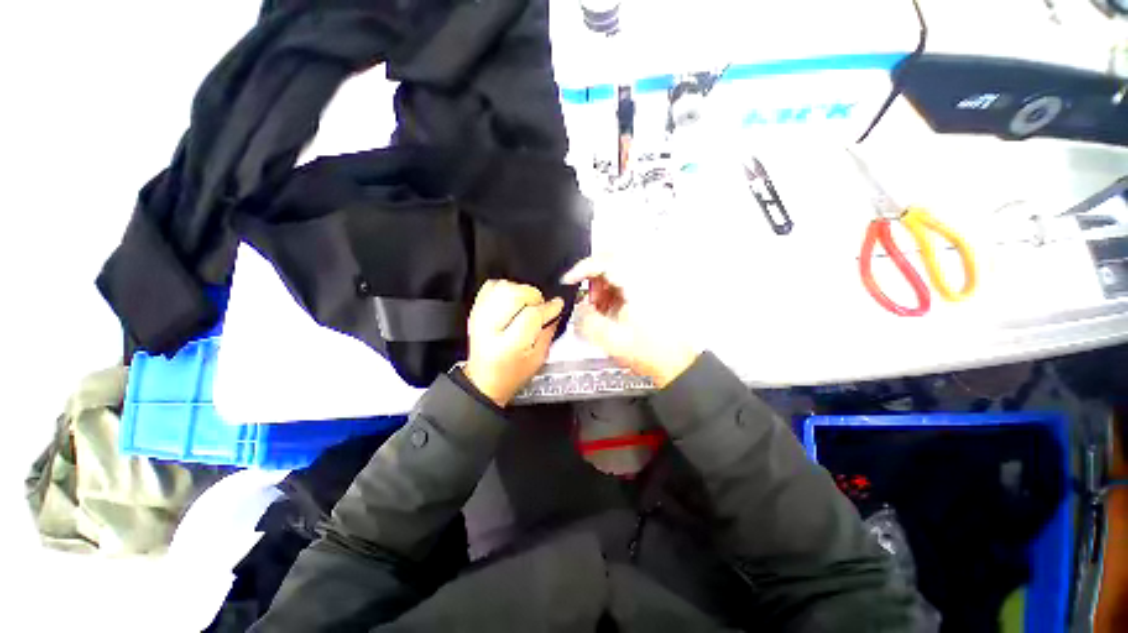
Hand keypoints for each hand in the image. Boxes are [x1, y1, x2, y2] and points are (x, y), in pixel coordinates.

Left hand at [464, 280, 563, 406]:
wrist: (484, 381)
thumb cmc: (511, 375)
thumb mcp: (537, 359)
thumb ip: (548, 332)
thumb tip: (555, 311)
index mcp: (508, 345)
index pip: (532, 314)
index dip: (549, 308)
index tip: (558, 305)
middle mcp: (490, 328)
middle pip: (515, 294)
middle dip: (534, 297)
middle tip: (540, 307)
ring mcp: (480, 317)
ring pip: (503, 287)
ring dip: (520, 292)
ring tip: (526, 305)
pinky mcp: (476, 311)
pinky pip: (490, 286)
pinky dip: (505, 289)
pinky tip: (512, 301)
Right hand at [562, 257, 698, 387]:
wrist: (675, 363)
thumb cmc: (653, 352)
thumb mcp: (611, 339)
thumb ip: (587, 320)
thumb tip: (579, 308)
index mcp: (637, 284)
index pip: (603, 261)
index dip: (581, 269)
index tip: (569, 280)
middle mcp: (645, 278)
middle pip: (610, 260)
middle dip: (592, 277)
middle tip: (587, 296)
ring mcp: (649, 284)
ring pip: (617, 271)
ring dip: (602, 286)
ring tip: (598, 308)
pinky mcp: (650, 292)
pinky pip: (625, 282)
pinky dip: (612, 292)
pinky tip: (610, 310)